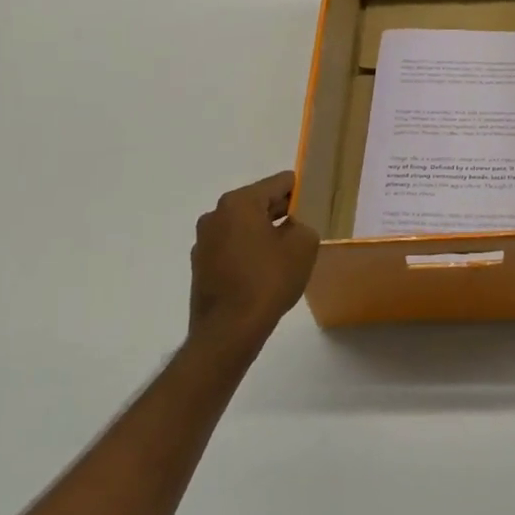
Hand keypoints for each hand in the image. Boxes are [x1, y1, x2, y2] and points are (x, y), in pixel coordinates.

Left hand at [189, 171, 317, 352]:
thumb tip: (292, 228)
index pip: (279, 183)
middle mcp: (215, 215)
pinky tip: (263, 274)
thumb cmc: (268, 280)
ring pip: (243, 227)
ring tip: (285, 255)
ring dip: (263, 234)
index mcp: (239, 202)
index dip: (300, 191)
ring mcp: (204, 242)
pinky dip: (248, 253)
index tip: (314, 205)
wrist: (228, 331)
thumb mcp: (303, 246)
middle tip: (304, 229)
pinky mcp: (200, 267)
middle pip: (258, 203)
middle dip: (281, 213)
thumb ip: (303, 225)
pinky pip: (231, 249)